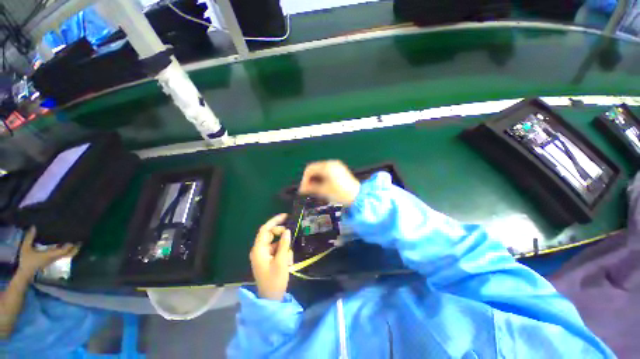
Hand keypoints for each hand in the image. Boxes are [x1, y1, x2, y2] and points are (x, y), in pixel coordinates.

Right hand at [18, 227, 79, 276]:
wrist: (25, 274)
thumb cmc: (26, 261)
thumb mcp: (26, 248)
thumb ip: (29, 238)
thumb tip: (34, 226)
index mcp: (50, 255)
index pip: (64, 250)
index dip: (70, 245)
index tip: (75, 239)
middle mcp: (55, 258)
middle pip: (68, 253)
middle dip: (75, 248)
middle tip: (80, 241)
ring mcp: (53, 260)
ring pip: (66, 255)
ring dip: (72, 250)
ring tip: (76, 242)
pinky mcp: (51, 261)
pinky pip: (61, 256)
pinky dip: (65, 251)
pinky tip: (65, 246)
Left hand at [250, 214, 292, 300]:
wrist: (270, 299)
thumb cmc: (275, 280)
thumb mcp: (282, 261)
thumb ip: (284, 244)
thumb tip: (287, 231)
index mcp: (259, 249)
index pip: (265, 229)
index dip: (275, 221)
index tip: (286, 216)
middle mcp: (259, 250)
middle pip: (270, 234)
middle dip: (281, 234)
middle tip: (291, 235)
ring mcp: (263, 255)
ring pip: (274, 242)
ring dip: (283, 245)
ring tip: (289, 255)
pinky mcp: (267, 259)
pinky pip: (275, 249)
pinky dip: (282, 251)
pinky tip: (288, 259)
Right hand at [299, 160, 360, 205]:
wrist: (358, 197)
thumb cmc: (341, 193)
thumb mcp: (324, 190)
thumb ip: (311, 188)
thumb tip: (302, 189)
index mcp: (327, 166)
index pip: (310, 169)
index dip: (304, 179)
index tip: (303, 188)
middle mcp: (331, 163)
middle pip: (315, 169)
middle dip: (309, 179)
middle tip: (307, 189)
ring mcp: (337, 166)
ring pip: (320, 171)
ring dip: (315, 179)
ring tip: (314, 189)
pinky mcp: (340, 171)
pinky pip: (327, 172)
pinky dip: (322, 178)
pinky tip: (321, 186)